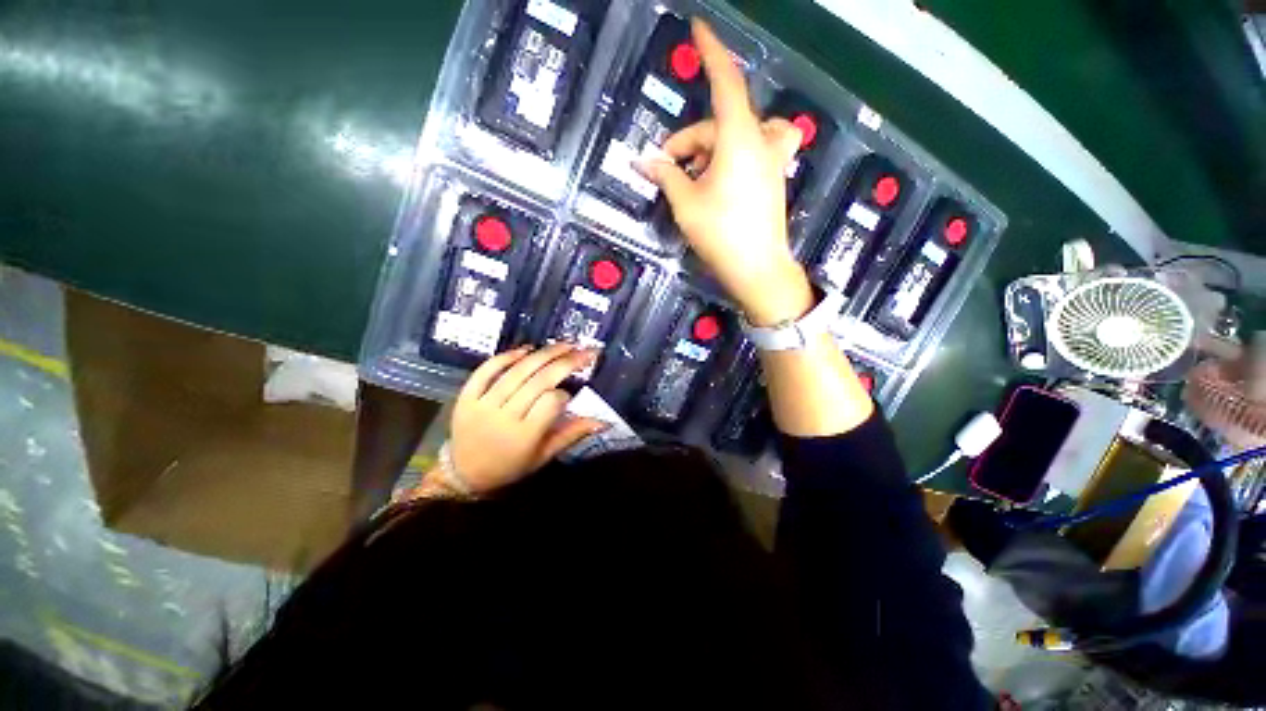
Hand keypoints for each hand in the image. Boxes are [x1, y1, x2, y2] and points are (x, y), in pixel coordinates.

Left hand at [445, 344, 606, 494]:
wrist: (465, 475)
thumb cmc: (511, 466)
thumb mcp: (545, 455)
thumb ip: (573, 434)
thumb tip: (604, 421)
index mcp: (525, 436)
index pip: (551, 402)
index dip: (565, 394)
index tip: (570, 396)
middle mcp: (504, 416)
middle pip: (538, 381)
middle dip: (565, 362)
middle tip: (584, 350)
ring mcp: (482, 404)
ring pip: (517, 371)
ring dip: (543, 354)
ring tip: (564, 344)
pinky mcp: (467, 396)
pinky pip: (486, 370)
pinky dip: (507, 356)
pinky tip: (527, 349)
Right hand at [638, 18, 813, 326]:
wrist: (758, 269)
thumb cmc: (721, 234)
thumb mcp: (686, 203)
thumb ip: (667, 176)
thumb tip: (645, 161)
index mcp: (740, 139)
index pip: (725, 81)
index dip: (711, 52)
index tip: (698, 27)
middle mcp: (761, 141)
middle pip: (719, 123)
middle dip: (689, 143)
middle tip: (665, 170)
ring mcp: (772, 160)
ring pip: (739, 134)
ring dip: (711, 148)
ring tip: (692, 177)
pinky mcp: (773, 177)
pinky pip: (753, 150)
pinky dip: (730, 157)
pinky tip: (716, 181)